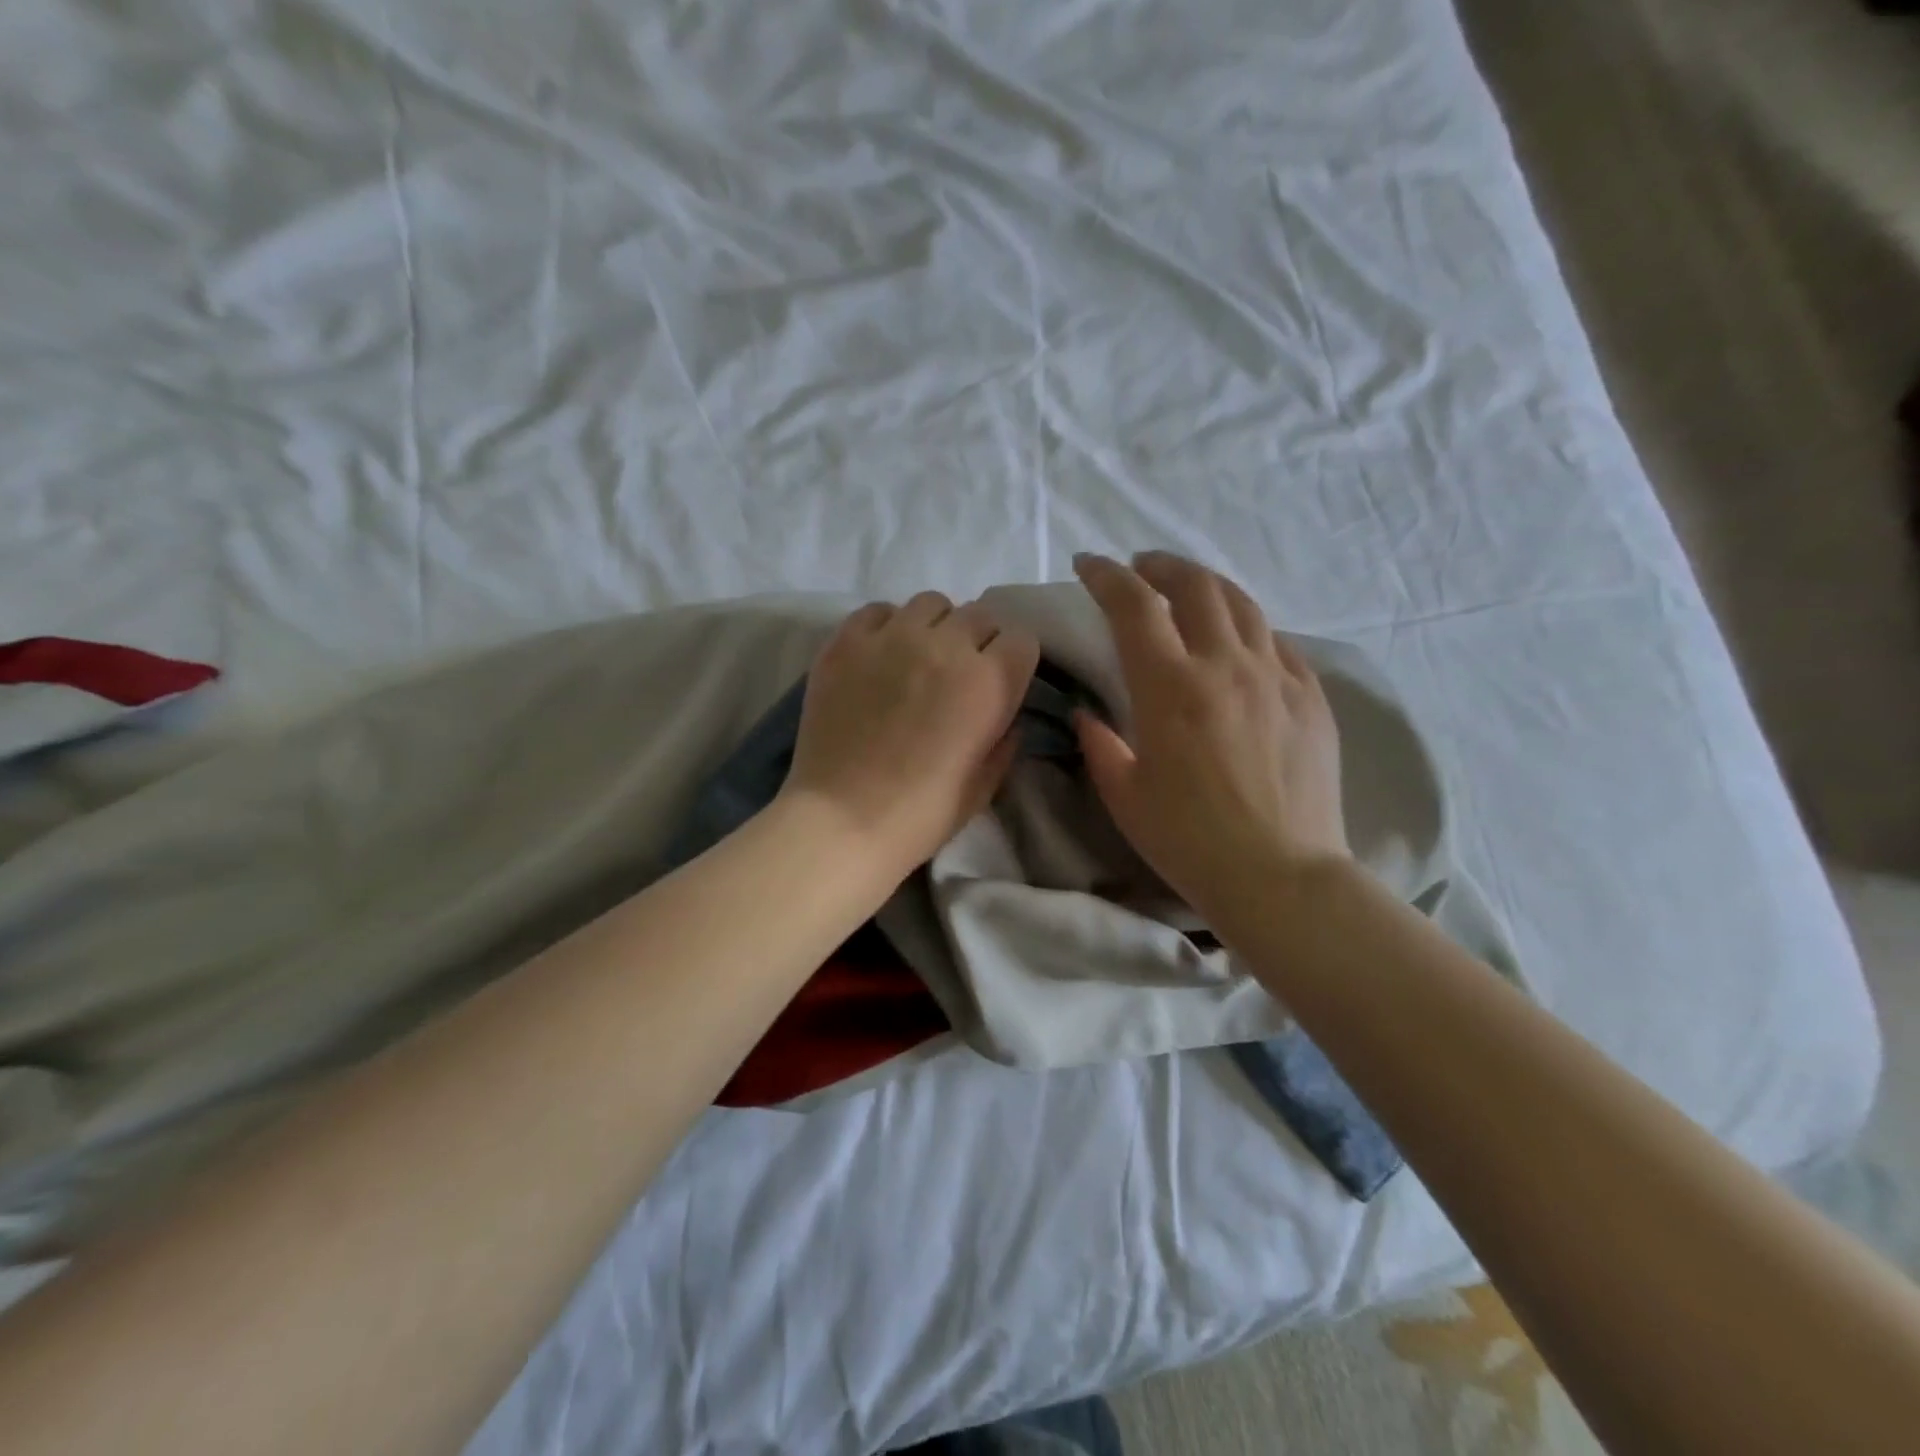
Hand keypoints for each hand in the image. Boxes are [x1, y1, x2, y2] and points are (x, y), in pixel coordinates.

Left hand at [779, 592, 1040, 877]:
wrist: (843, 820)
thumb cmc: (921, 814)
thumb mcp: (984, 785)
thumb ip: (1004, 741)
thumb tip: (1004, 716)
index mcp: (990, 682)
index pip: (1022, 639)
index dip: (1012, 662)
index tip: (999, 683)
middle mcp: (946, 646)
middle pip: (979, 615)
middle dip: (978, 641)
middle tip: (958, 675)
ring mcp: (892, 637)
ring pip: (930, 604)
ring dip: (935, 627)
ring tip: (918, 658)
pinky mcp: (847, 641)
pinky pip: (879, 610)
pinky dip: (887, 626)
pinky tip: (879, 656)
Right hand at [1072, 551, 1347, 920]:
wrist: (1280, 875)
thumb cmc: (1188, 840)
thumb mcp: (1124, 794)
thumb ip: (1101, 744)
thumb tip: (1091, 715)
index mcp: (1170, 687)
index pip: (1134, 605)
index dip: (1107, 576)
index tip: (1088, 566)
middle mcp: (1224, 665)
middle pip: (1194, 585)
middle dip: (1160, 566)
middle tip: (1141, 569)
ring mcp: (1275, 676)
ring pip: (1242, 603)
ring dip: (1207, 585)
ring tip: (1188, 590)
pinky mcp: (1310, 696)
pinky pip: (1278, 642)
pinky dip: (1249, 627)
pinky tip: (1240, 641)